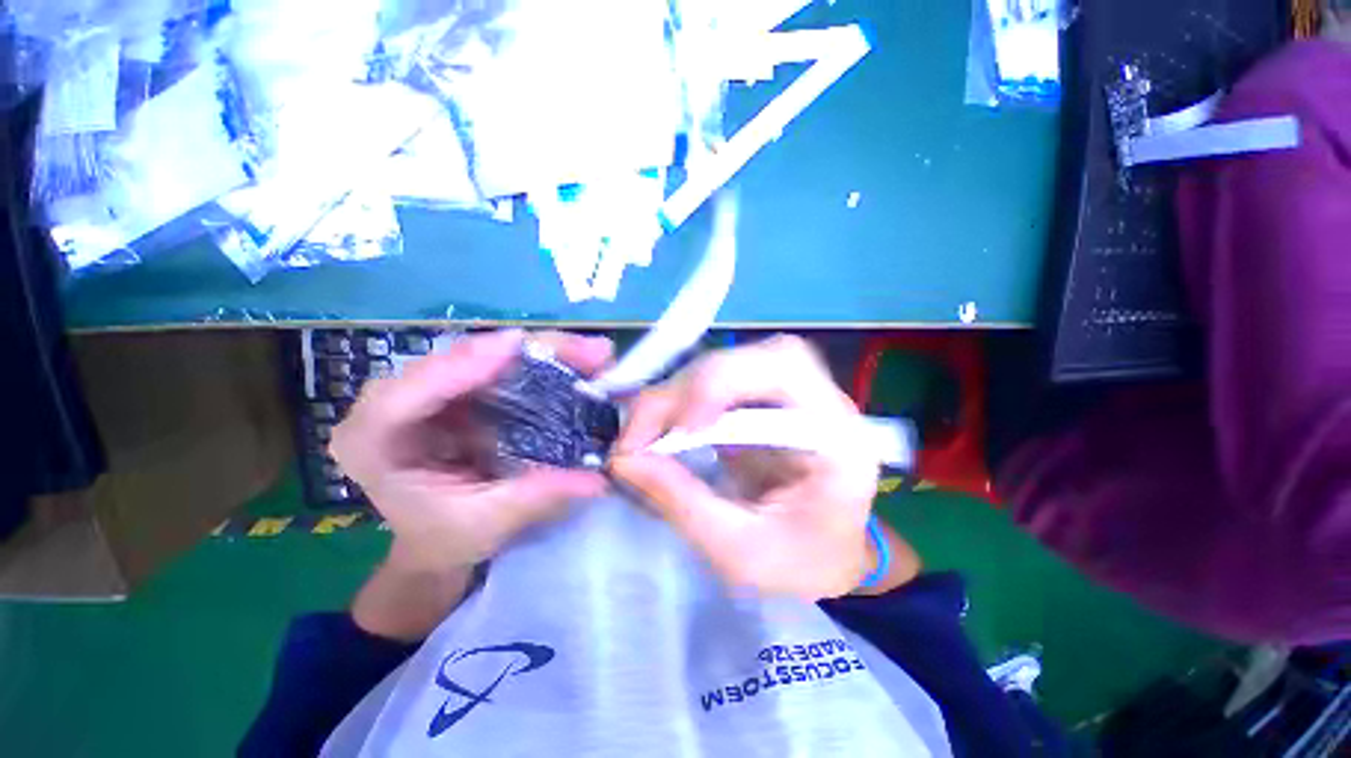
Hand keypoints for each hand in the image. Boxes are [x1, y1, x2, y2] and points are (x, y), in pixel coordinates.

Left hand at [330, 330, 611, 573]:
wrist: (439, 537)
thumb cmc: (447, 536)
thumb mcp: (490, 523)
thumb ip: (537, 497)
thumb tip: (597, 480)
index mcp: (371, 444)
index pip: (403, 397)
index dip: (458, 366)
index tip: (513, 346)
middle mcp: (394, 405)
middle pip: (452, 362)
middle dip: (520, 351)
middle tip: (580, 349)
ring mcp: (430, 392)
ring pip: (481, 356)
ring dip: (537, 351)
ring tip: (586, 352)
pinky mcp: (460, 390)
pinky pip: (497, 365)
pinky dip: (537, 361)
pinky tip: (571, 360)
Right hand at [609, 335, 880, 599]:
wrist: (825, 559)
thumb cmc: (800, 565)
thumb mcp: (739, 552)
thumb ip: (682, 502)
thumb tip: (624, 459)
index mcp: (835, 434)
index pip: (786, 367)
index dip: (724, 381)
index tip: (681, 427)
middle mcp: (816, 400)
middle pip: (748, 358)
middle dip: (688, 388)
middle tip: (640, 434)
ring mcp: (787, 397)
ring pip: (726, 365)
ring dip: (678, 394)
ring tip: (644, 435)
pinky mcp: (760, 403)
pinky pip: (715, 384)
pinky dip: (681, 402)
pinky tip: (662, 430)